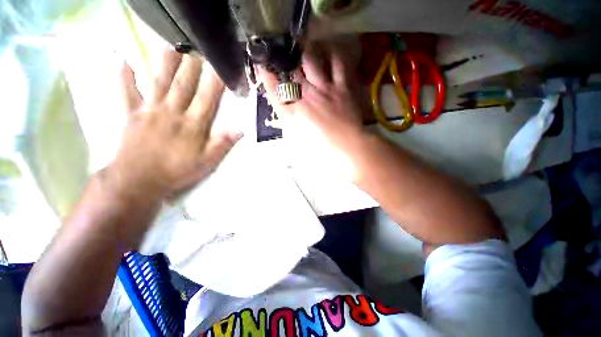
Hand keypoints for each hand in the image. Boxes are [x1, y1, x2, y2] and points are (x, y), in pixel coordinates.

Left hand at [106, 49, 241, 200]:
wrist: (139, 180)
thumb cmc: (177, 171)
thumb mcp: (207, 162)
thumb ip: (222, 145)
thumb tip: (240, 130)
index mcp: (193, 125)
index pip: (208, 99)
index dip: (215, 83)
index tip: (221, 67)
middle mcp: (173, 113)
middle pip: (184, 85)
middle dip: (192, 65)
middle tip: (197, 47)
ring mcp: (150, 111)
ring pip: (159, 82)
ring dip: (164, 63)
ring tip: (171, 45)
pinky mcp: (131, 114)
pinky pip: (127, 92)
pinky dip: (124, 76)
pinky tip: (124, 61)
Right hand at [258, 39, 368, 180]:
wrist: (348, 148)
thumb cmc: (320, 152)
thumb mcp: (297, 144)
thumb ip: (290, 128)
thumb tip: (286, 116)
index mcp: (292, 113)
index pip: (273, 90)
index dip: (266, 75)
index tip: (262, 65)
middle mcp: (305, 96)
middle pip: (290, 71)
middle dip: (284, 60)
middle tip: (282, 54)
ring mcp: (324, 89)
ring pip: (311, 60)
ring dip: (305, 53)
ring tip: (303, 49)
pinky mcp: (341, 87)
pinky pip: (337, 64)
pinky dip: (332, 56)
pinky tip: (329, 54)